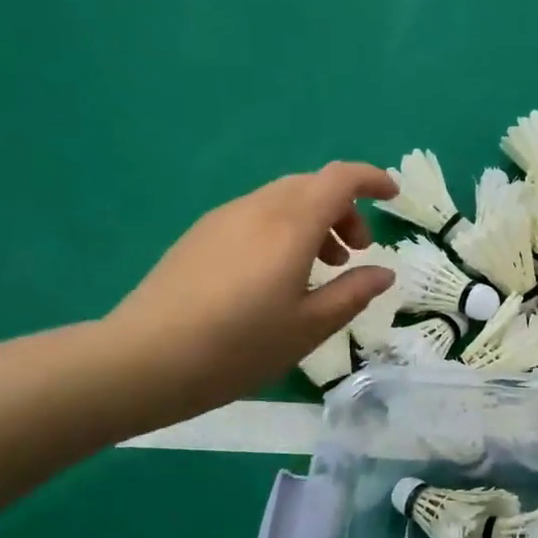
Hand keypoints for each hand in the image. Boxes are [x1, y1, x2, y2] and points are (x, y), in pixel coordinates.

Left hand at [103, 163, 397, 427]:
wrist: (145, 359)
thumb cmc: (240, 346)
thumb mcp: (310, 327)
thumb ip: (352, 293)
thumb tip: (383, 272)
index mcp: (290, 225)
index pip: (339, 179)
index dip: (372, 179)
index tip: (393, 197)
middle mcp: (257, 209)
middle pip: (311, 185)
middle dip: (344, 208)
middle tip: (356, 252)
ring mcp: (223, 219)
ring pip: (282, 199)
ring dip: (313, 220)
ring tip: (321, 267)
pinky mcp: (200, 235)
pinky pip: (255, 215)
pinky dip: (283, 229)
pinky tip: (277, 275)